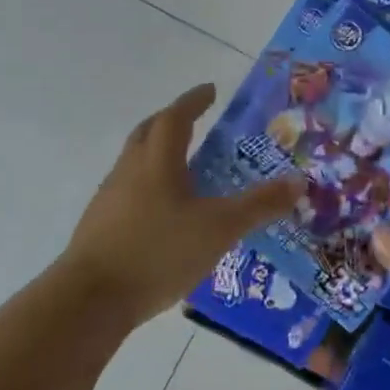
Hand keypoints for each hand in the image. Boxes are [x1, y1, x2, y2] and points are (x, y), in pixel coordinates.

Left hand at [62, 84, 304, 325]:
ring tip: (185, 169)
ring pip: (135, 163)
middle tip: (194, 121)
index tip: (210, 90)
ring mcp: (110, 198)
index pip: (175, 117)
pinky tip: (165, 213)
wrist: (91, 299)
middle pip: (147, 133)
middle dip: (171, 121)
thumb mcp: (219, 228)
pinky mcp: (101, 226)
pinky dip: (149, 187)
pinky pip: (129, 192)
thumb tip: (298, 182)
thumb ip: (259, 206)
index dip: (194, 101)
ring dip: (158, 155)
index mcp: (157, 161)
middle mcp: (129, 171)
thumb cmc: (158, 252)